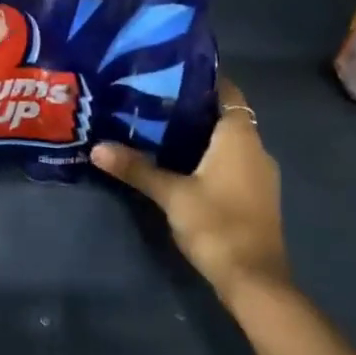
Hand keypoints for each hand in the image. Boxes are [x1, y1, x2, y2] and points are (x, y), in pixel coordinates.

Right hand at [91, 78, 288, 303]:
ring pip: (227, 141)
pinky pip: (231, 162)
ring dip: (199, 135)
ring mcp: (259, 174)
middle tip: (150, 101)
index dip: (200, 79)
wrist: (254, 280)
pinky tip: (179, 164)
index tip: (167, 74)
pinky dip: (208, 157)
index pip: (226, 91)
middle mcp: (256, 148)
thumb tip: (96, 147)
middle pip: (224, 115)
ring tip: (157, 129)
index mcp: (240, 137)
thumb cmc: (217, 224)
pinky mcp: (255, 196)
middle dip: (191, 108)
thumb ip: (137, 168)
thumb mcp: (171, 194)